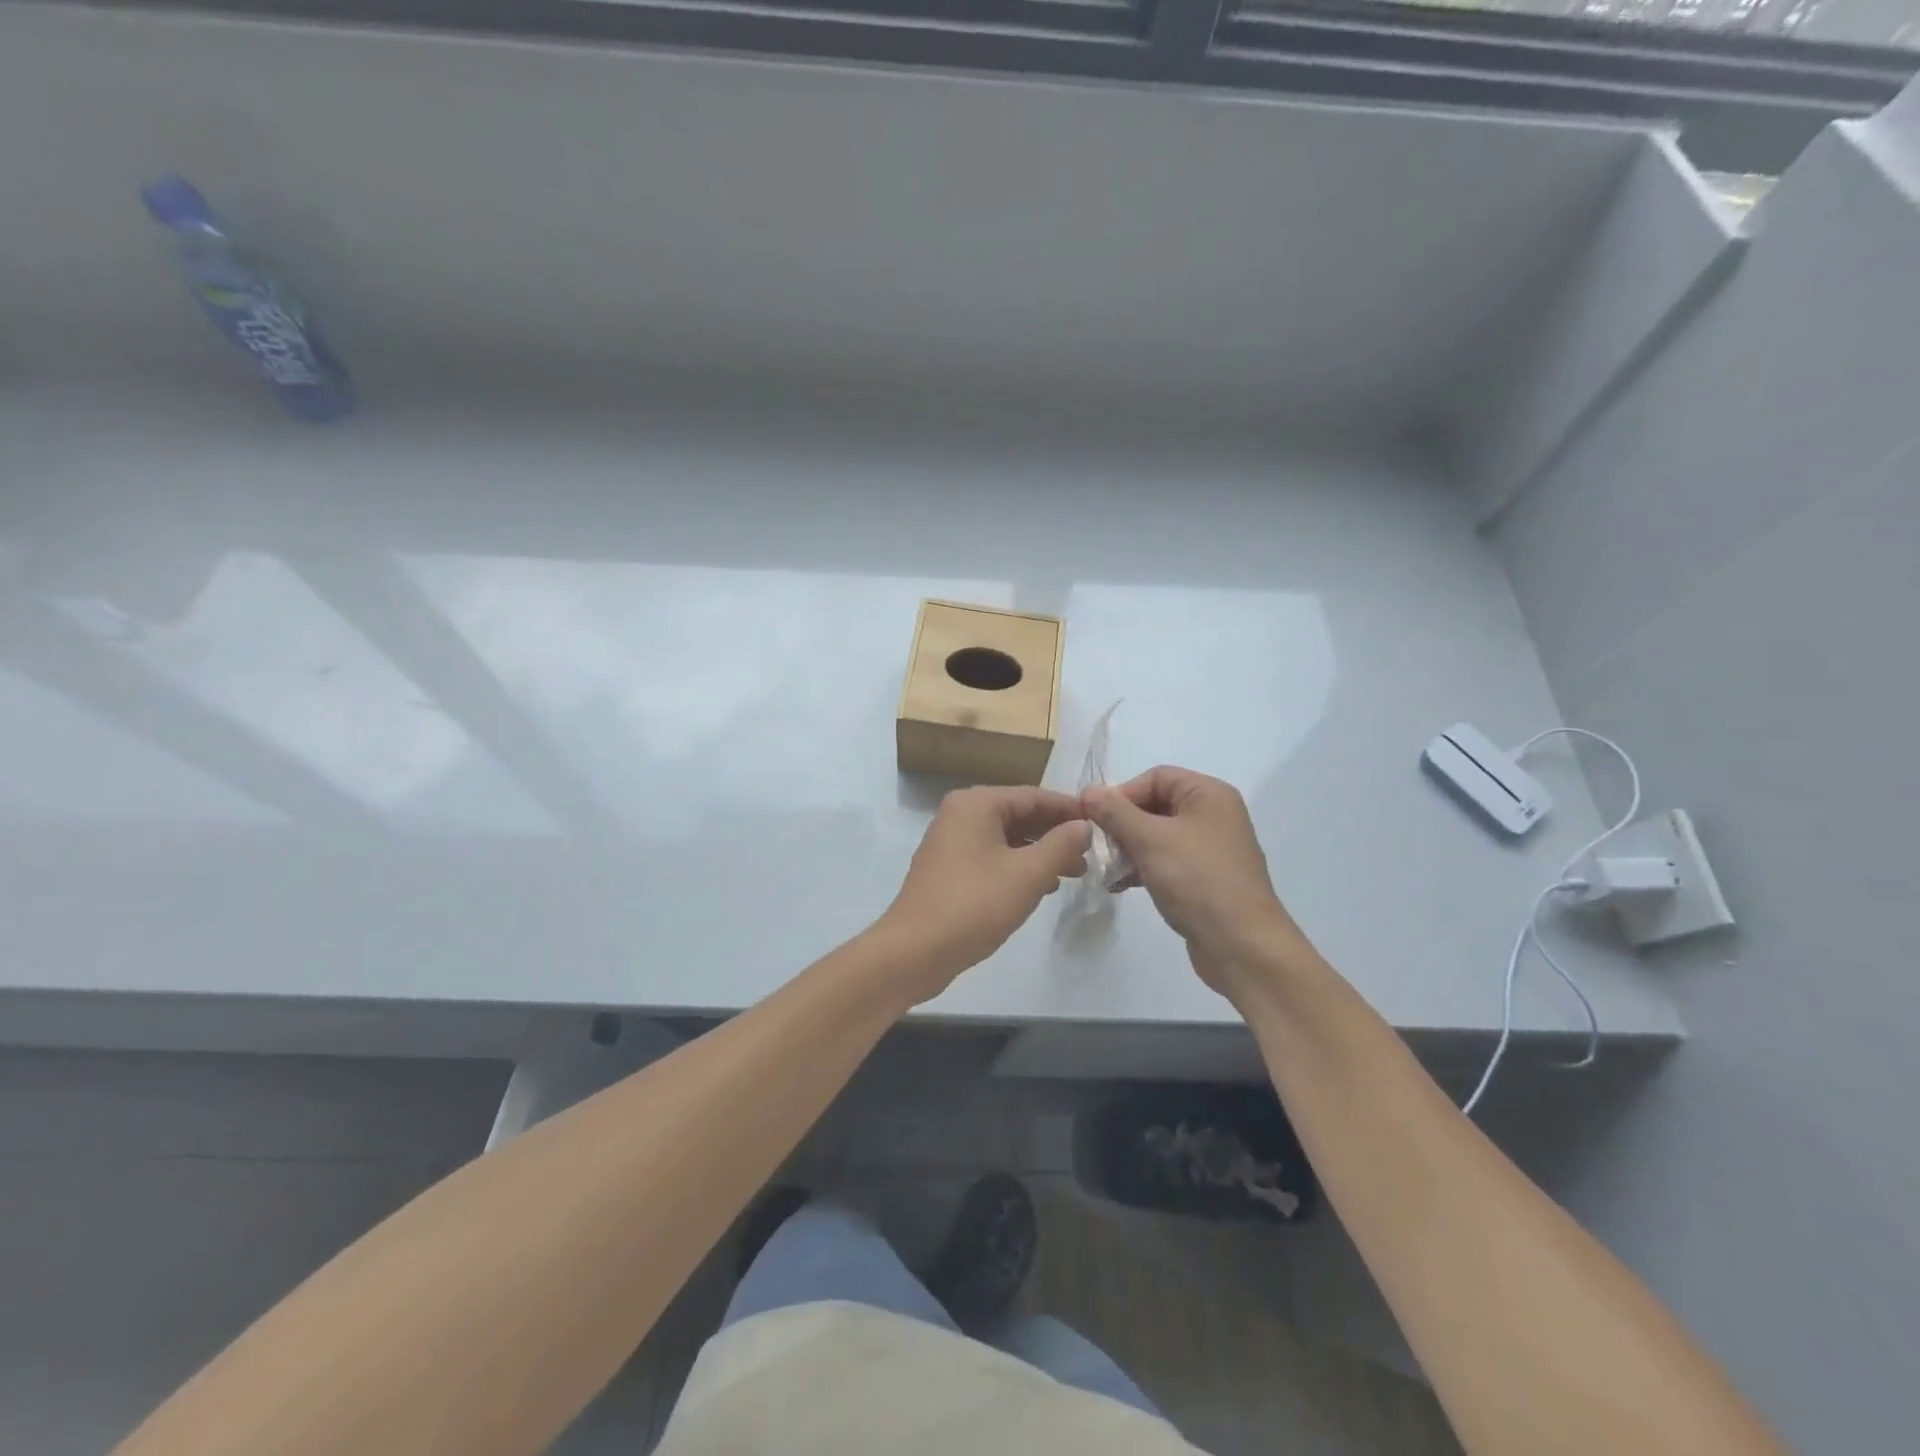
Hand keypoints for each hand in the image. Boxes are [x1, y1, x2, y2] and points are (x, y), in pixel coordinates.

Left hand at [875, 786, 1090, 1001]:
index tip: (1102, 824)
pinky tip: (1041, 887)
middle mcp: (961, 814)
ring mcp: (951, 842)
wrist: (914, 951)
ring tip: (1074, 873)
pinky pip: (992, 857)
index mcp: (977, 804)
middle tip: (1091, 854)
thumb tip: (1084, 825)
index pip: (1034, 795)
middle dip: (1056, 833)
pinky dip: (1018, 867)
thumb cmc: (974, 905)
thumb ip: (1061, 845)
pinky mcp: (949, 870)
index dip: (1070, 809)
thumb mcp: (1027, 874)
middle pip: (1019, 814)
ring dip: (1040, 853)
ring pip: (1007, 838)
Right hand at [1083, 766, 1304, 998]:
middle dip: (1122, 824)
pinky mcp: (1205, 879)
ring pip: (1158, 836)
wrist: (1242, 945)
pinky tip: (1119, 886)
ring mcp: (1211, 849)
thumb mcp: (1150, 839)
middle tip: (1096, 845)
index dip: (1122, 793)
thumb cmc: (1197, 880)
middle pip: (1156, 805)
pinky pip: (1167, 861)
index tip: (1094, 818)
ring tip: (1105, 869)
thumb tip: (1088, 791)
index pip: (1156, 777)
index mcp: (1208, 795)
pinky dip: (1143, 868)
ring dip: (1128, 848)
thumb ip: (1115, 812)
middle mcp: (1213, 815)